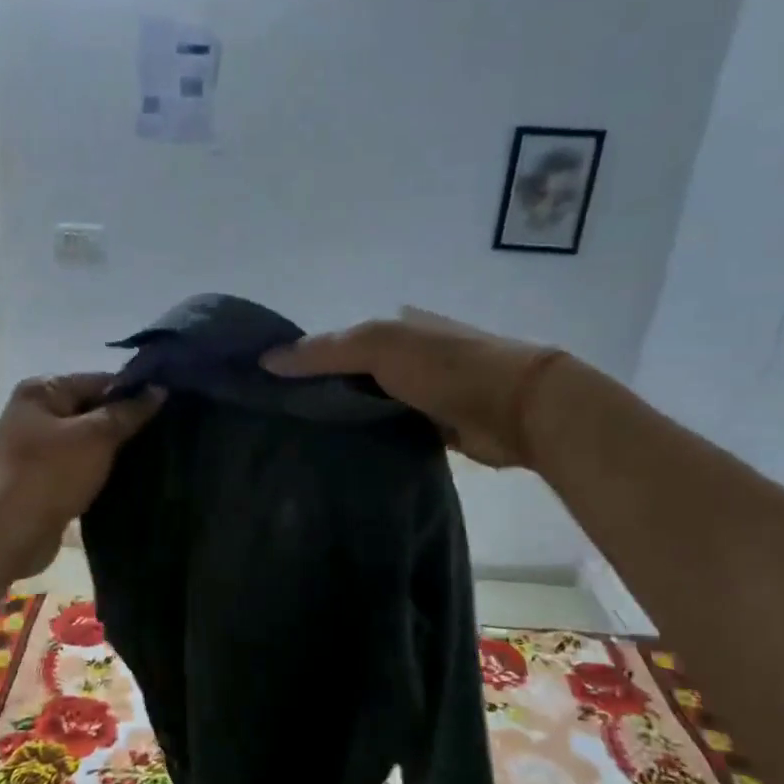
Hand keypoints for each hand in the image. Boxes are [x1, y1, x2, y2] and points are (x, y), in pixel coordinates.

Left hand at [0, 374, 163, 575]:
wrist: (9, 532)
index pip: (99, 381)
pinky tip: (128, 478)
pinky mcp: (42, 479)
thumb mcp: (96, 436)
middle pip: (92, 410)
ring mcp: (36, 449)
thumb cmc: (51, 473)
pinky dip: (100, 471)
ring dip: (114, 450)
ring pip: (87, 441)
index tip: (167, 407)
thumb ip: (128, 412)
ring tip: (153, 456)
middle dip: (125, 422)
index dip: (133, 393)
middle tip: (165, 433)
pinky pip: (80, 466)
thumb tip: (159, 390)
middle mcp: (35, 414)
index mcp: (42, 391)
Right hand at [261, 307, 564, 467]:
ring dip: (345, 421)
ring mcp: (423, 394)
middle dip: (320, 394)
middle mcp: (407, 357)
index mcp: (395, 327)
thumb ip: (324, 352)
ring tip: (301, 444)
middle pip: (352, 376)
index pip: (336, 342)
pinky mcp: (435, 429)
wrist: (518, 408)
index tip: (269, 387)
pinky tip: (342, 457)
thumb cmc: (445, 366)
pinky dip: (371, 441)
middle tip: (279, 423)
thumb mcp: (378, 345)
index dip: (304, 360)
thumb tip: (266, 361)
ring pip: (369, 407)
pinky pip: (391, 433)